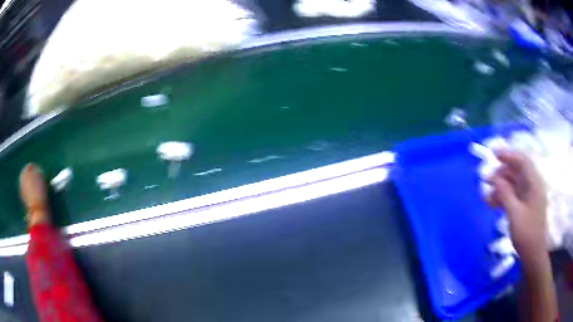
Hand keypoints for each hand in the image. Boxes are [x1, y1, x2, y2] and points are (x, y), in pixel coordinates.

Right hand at [488, 150, 546, 265]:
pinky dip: (502, 197)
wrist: (532, 254)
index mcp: (534, 184)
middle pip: (516, 172)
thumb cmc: (527, 234)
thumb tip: (495, 179)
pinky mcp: (523, 206)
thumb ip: (506, 195)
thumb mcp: (515, 215)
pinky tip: (492, 204)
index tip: (494, 155)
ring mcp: (528, 197)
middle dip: (502, 173)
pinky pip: (512, 196)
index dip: (509, 155)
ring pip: (513, 184)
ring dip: (500, 187)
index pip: (522, 162)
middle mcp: (532, 186)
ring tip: (487, 196)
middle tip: (487, 180)